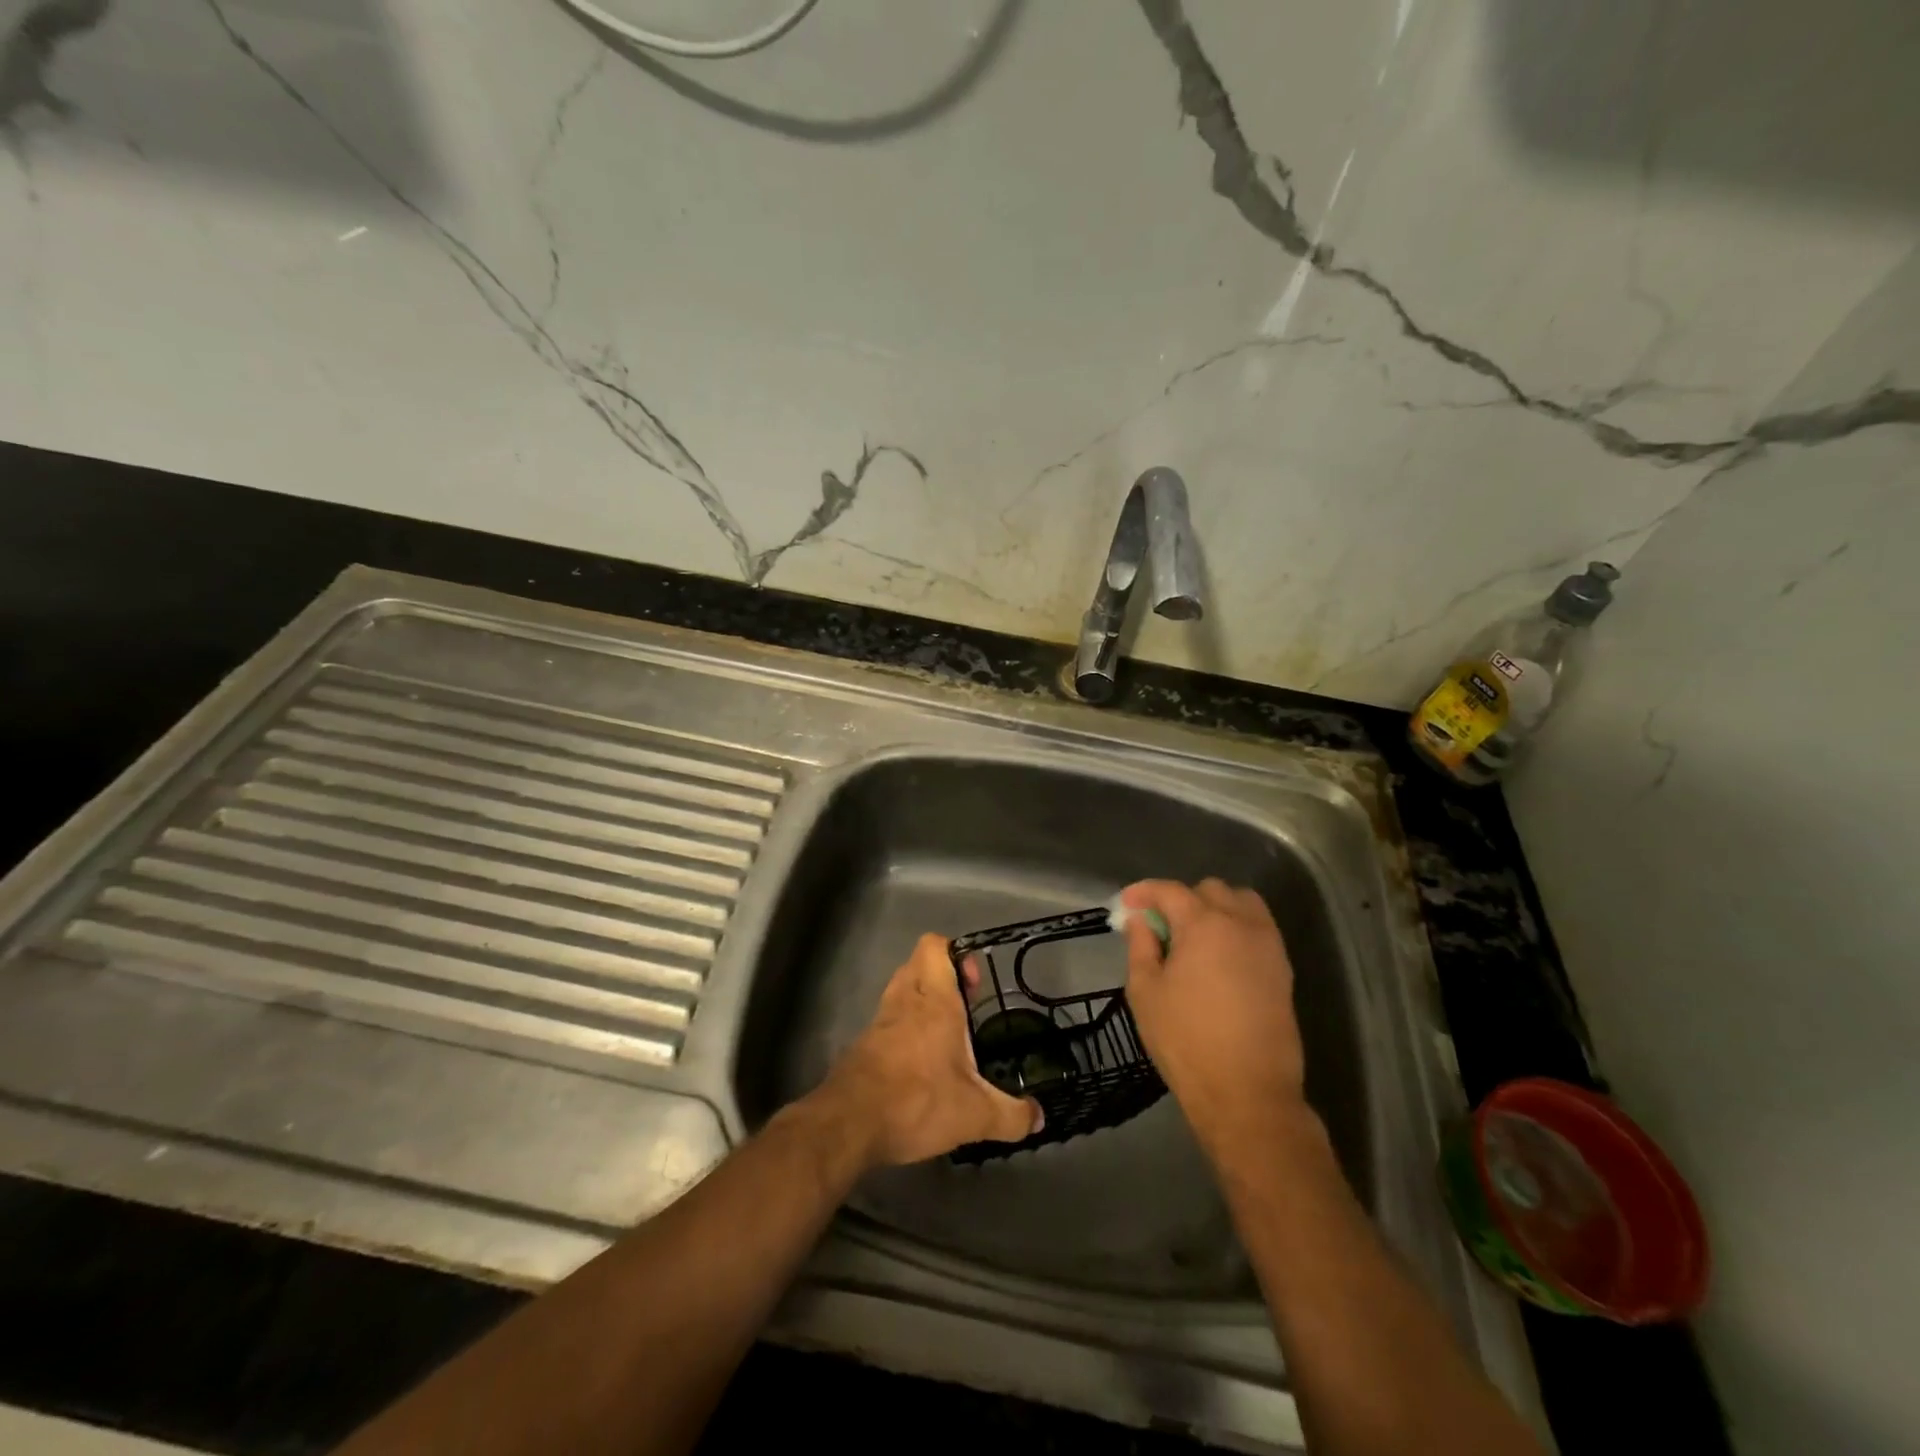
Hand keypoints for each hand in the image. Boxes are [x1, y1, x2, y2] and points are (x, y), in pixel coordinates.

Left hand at [811, 933, 1042, 1167]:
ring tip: (947, 1036)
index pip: (935, 946)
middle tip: (966, 1007)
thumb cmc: (916, 1101)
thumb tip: (1039, 1117)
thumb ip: (1011, 1115)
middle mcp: (905, 1000)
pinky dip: (904, 1029)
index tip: (975, 982)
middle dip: (943, 976)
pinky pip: (888, 1020)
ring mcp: (880, 1021)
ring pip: (901, 990)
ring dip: (922, 1000)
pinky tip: (920, 1063)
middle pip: (918, 963)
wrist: (849, 1124)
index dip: (956, 952)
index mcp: (934, 1001)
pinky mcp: (863, 1044)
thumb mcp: (975, 1115)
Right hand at [1121, 879, 1307, 1151]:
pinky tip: (1219, 958)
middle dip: (1181, 899)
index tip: (1126, 905)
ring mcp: (1268, 945)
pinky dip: (1237, 927)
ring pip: (1242, 902)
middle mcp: (1241, 923)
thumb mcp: (1145, 991)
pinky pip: (1258, 928)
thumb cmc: (1186, 1040)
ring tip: (1194, 937)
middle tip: (1160, 926)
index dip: (1143, 892)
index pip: (1169, 890)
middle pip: (1209, 889)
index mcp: (1203, 924)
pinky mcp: (1283, 968)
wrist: (1248, 1093)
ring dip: (1215, 907)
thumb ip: (1141, 945)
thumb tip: (1141, 919)